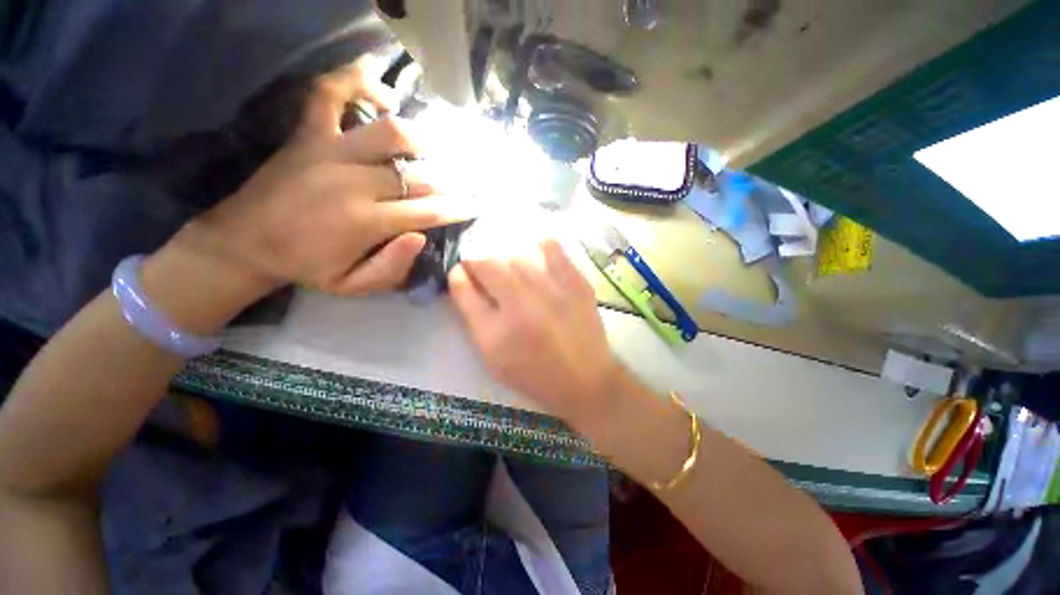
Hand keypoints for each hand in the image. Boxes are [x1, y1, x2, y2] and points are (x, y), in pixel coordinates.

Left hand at [187, 63, 472, 296]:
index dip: (458, 208)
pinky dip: (358, 81)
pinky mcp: (308, 133)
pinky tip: (383, 92)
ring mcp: (329, 150)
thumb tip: (422, 237)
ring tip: (438, 146)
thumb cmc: (306, 268)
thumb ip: (392, 267)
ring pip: (390, 132)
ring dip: (422, 138)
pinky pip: (331, 93)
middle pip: (420, 175)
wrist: (245, 242)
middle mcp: (354, 182)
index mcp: (367, 222)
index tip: (476, 206)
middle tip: (468, 182)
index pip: (429, 211)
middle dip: (451, 181)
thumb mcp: (353, 286)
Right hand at [448, 239, 619, 425]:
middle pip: (489, 266)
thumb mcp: (493, 357)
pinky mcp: (577, 287)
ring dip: (507, 258)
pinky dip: (545, 246)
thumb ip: (474, 318)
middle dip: (479, 261)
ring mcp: (551, 293)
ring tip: (509, 265)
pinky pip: (556, 254)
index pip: (464, 290)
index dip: (458, 274)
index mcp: (495, 333)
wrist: (585, 381)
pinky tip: (539, 246)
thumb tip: (461, 280)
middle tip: (483, 267)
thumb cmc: (534, 374)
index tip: (460, 270)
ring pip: (518, 258)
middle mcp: (520, 307)